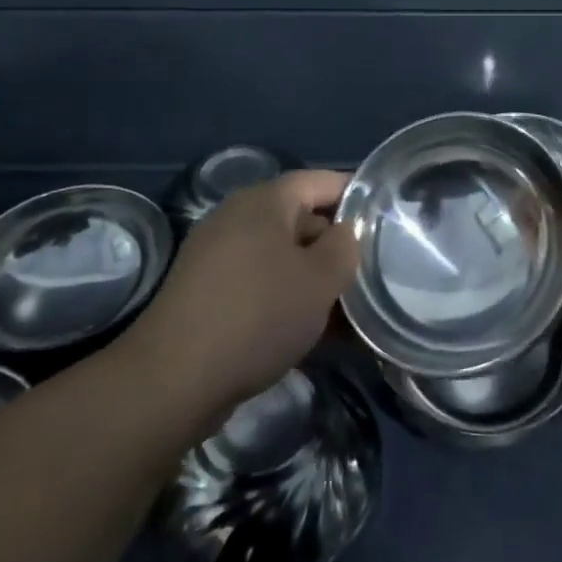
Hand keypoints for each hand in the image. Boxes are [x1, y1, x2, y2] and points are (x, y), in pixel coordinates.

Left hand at [121, 170, 359, 415]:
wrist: (174, 380)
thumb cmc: (258, 315)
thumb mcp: (320, 279)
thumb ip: (345, 246)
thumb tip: (344, 233)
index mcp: (264, 201)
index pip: (320, 181)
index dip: (356, 195)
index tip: (387, 219)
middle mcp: (238, 219)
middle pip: (301, 219)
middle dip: (338, 246)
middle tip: (373, 271)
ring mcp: (218, 257)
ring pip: (283, 258)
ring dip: (316, 280)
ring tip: (352, 310)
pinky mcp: (208, 294)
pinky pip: (261, 285)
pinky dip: (289, 300)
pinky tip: (317, 333)